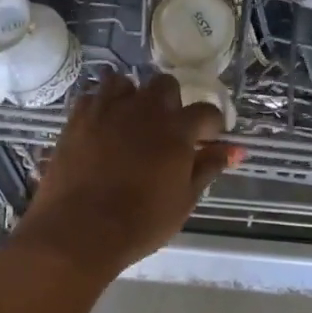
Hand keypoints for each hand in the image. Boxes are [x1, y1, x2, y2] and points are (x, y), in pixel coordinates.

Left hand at [8, 71, 241, 276]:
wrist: (80, 230)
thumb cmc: (140, 222)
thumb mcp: (184, 200)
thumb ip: (208, 168)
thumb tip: (234, 150)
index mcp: (177, 130)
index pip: (206, 111)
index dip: (212, 125)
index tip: (208, 140)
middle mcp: (144, 109)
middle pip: (166, 85)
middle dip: (172, 103)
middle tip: (168, 131)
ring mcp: (107, 109)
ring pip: (126, 82)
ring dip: (134, 97)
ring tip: (132, 123)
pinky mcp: (78, 117)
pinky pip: (93, 96)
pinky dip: (102, 105)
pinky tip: (103, 126)